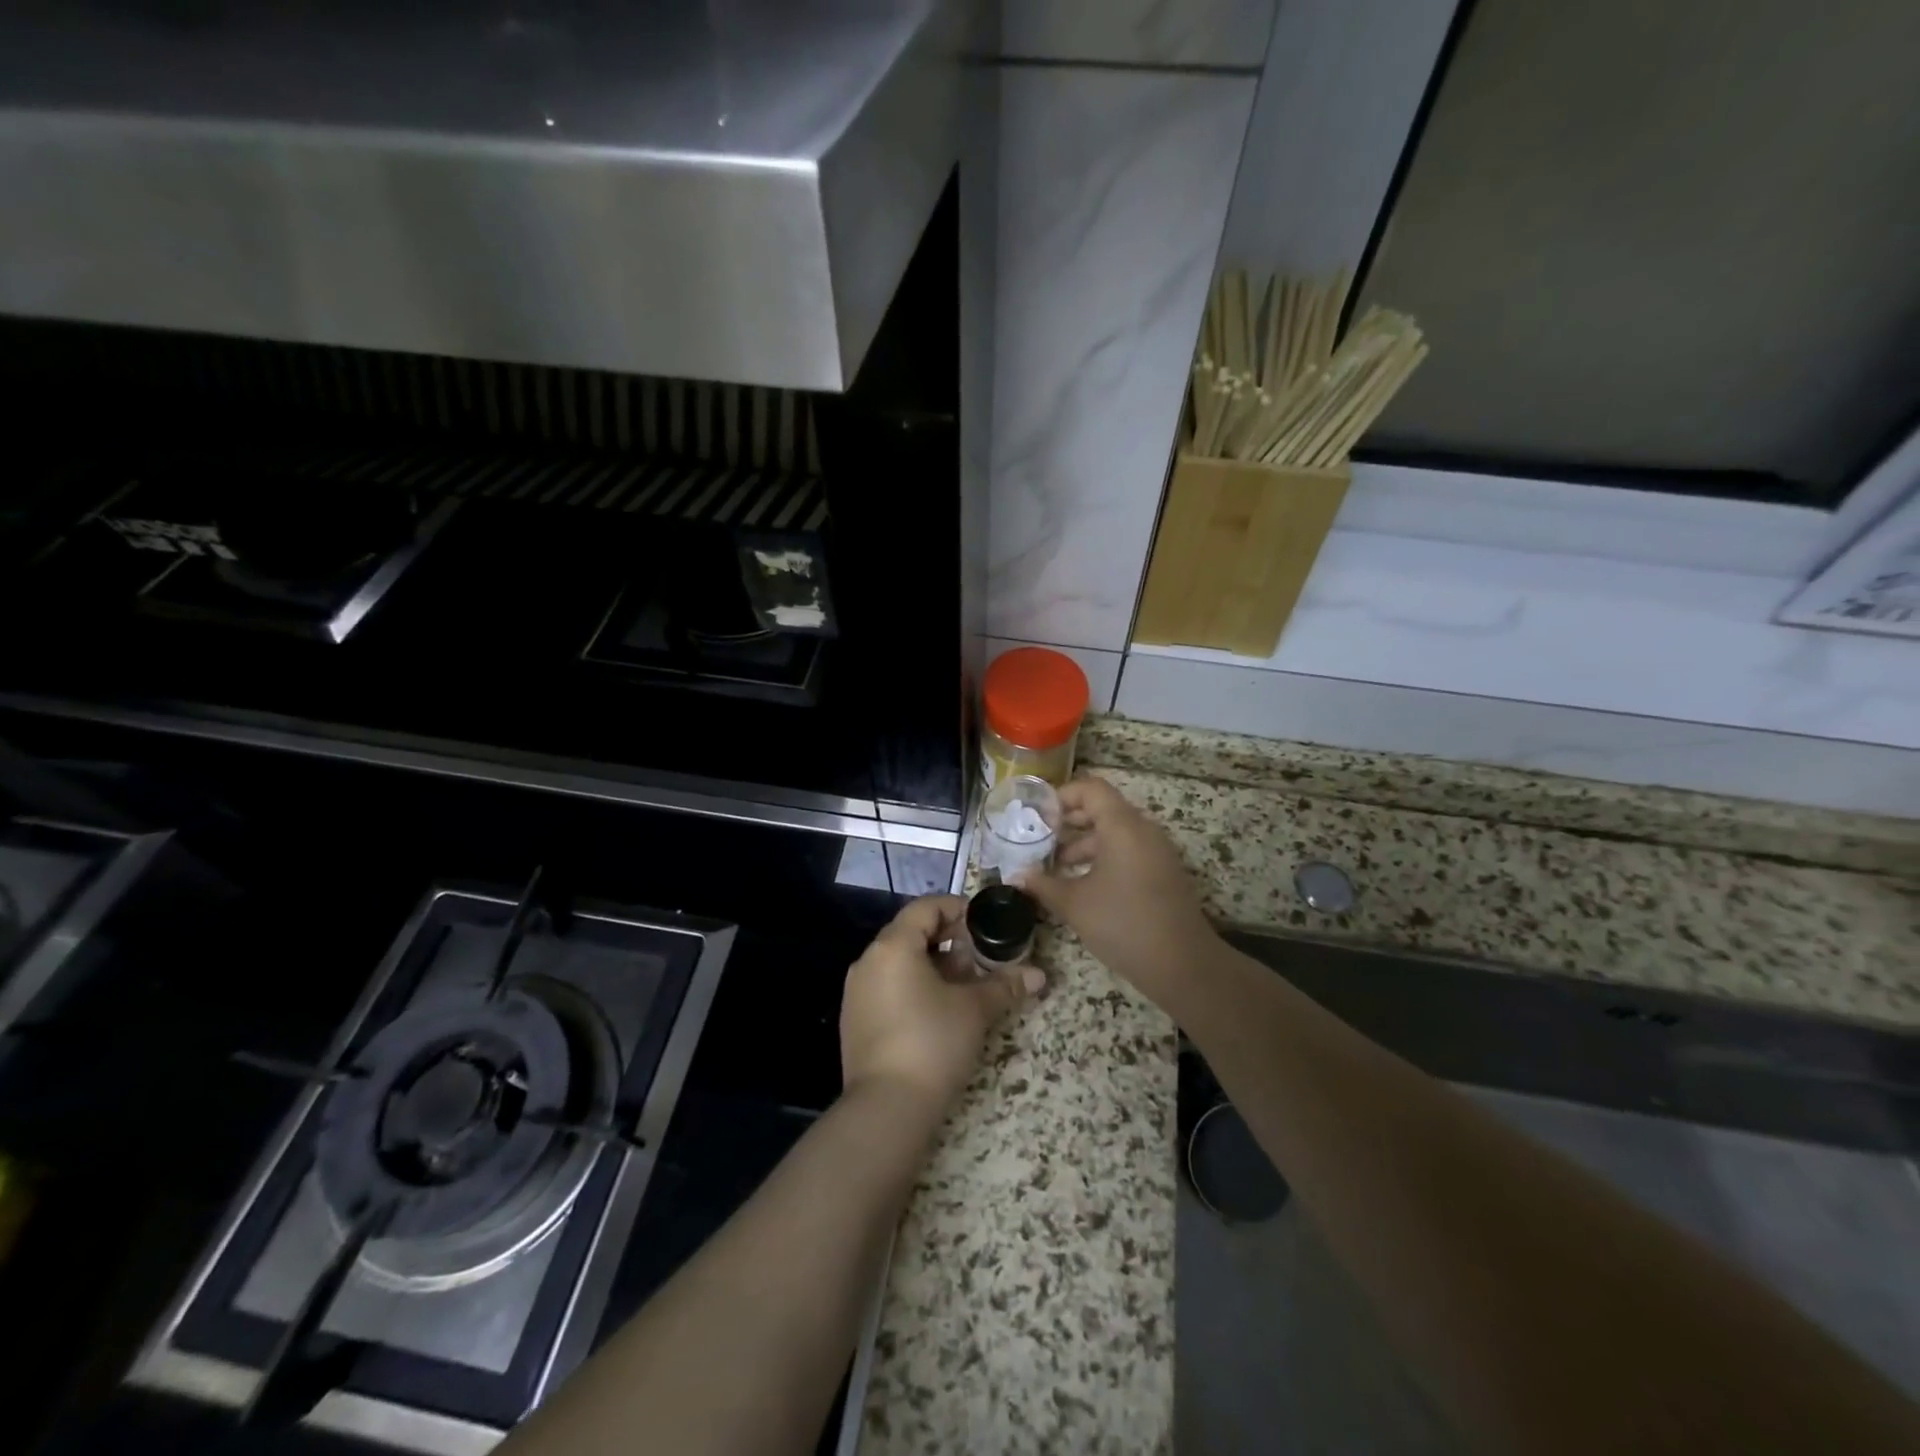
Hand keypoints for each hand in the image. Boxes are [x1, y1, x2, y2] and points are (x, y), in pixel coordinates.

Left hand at [840, 894, 1043, 1113]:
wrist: (887, 1107)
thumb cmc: (933, 1043)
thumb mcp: (975, 1010)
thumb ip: (1005, 986)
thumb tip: (1039, 975)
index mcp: (893, 946)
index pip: (925, 907)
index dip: (957, 909)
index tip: (984, 924)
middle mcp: (868, 960)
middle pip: (911, 932)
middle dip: (948, 939)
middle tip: (979, 957)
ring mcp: (857, 991)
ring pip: (899, 961)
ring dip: (932, 964)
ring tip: (963, 985)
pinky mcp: (855, 1019)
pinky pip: (887, 985)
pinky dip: (913, 985)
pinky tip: (937, 1010)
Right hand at [1017, 775, 1217, 1012]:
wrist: (1183, 964)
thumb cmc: (1123, 924)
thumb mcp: (1074, 904)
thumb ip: (1043, 885)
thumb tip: (1016, 876)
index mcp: (1122, 826)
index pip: (1091, 788)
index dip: (1061, 796)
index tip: (1037, 817)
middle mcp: (1143, 829)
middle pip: (1102, 808)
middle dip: (1068, 821)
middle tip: (1039, 839)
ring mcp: (1157, 851)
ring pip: (1115, 832)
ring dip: (1084, 843)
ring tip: (1055, 866)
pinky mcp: (1163, 871)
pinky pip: (1128, 850)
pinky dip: (1103, 857)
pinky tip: (1082, 883)